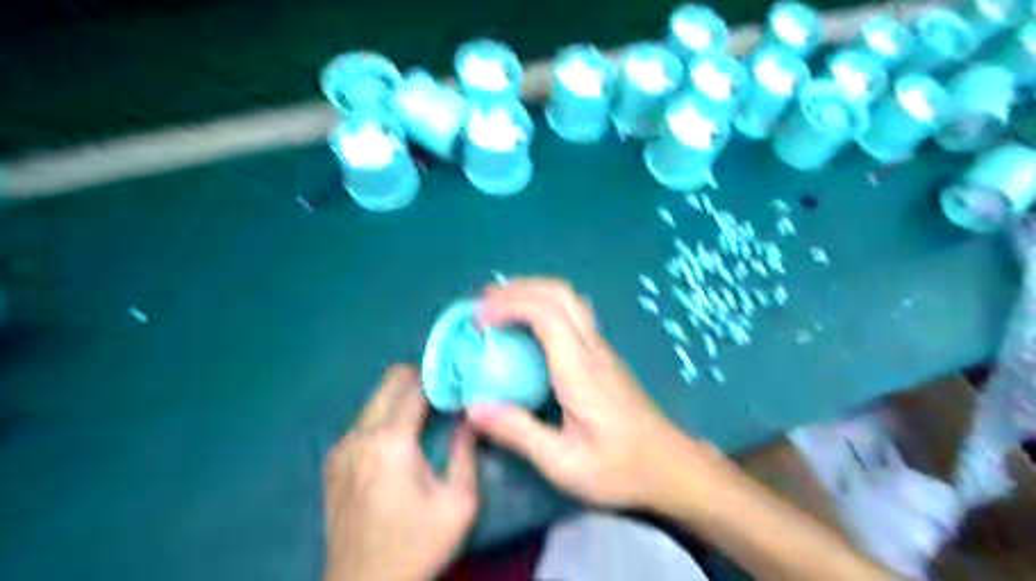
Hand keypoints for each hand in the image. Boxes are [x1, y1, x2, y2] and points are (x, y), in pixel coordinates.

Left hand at [322, 364, 476, 580]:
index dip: (438, 377)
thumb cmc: (417, 545)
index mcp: (390, 442)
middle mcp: (359, 435)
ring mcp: (341, 448)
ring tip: (426, 414)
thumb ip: (466, 453)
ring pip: (375, 399)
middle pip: (388, 382)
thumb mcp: (459, 503)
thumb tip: (468, 419)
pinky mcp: (333, 462)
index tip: (458, 379)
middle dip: (418, 378)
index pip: (413, 386)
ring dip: (401, 398)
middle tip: (444, 393)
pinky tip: (401, 439)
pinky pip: (364, 421)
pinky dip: (385, 416)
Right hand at [470, 279, 727, 509]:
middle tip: (485, 302)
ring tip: (501, 306)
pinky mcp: (604, 356)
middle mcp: (593, 348)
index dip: (509, 305)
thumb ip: (519, 433)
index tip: (479, 318)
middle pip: (560, 293)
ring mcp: (602, 349)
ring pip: (569, 299)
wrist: (672, 467)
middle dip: (519, 288)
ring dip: (533, 292)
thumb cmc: (620, 468)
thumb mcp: (564, 462)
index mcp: (580, 369)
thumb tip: (473, 408)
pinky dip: (544, 306)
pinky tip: (528, 327)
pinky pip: (573, 314)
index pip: (546, 314)